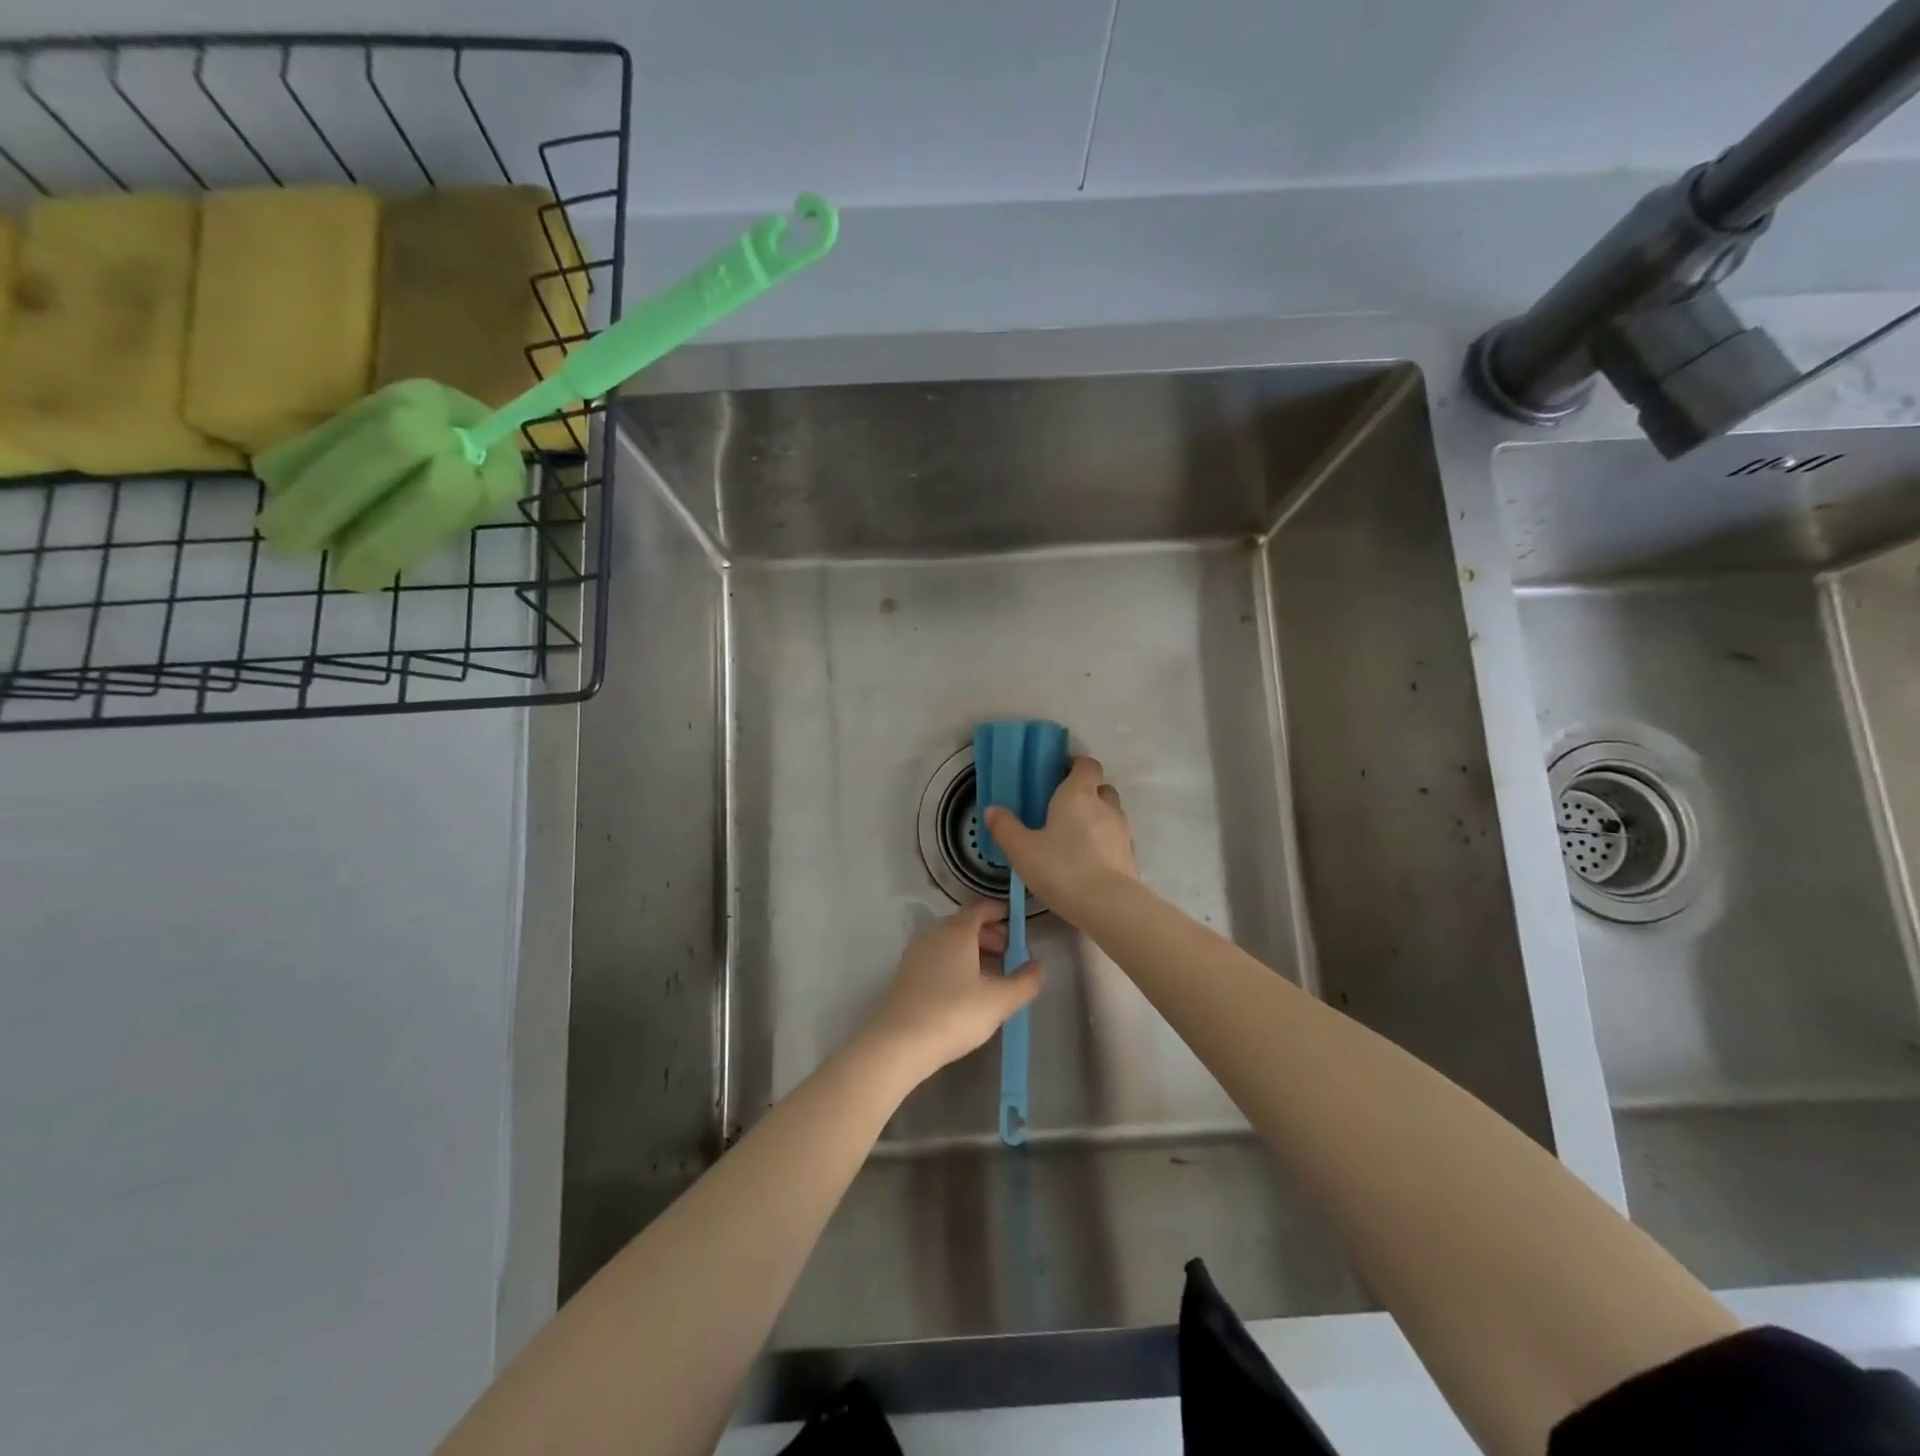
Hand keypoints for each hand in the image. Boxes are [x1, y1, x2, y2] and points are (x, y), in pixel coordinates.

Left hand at [862, 900, 1042, 1082]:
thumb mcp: (999, 1001)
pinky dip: (955, 965)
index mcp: (957, 930)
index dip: (1000, 913)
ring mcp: (916, 954)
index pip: (980, 908)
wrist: (899, 1043)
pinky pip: (937, 959)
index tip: (1017, 925)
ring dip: (973, 953)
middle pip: (965, 925)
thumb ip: (1024, 982)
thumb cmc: (954, 1013)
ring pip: (950, 944)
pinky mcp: (906, 975)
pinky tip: (965, 992)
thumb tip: (1038, 967)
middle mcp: (934, 934)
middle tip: (1009, 956)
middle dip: (990, 936)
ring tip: (991, 978)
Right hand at [982, 756, 1137, 910]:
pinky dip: (1104, 844)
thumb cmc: (1061, 868)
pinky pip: (1115, 840)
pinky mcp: (1130, 856)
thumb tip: (992, 810)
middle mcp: (1105, 806)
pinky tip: (1087, 862)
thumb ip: (1006, 827)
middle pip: (1101, 788)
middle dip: (1086, 793)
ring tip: (1073, 839)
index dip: (1075, 766)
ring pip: (1110, 814)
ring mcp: (1122, 831)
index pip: (1086, 765)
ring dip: (1096, 820)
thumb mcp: (1022, 849)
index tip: (1058, 776)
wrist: (1108, 905)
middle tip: (1063, 810)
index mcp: (1078, 794)